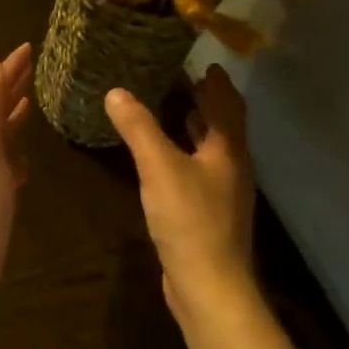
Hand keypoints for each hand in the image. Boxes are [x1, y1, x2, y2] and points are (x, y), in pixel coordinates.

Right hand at [105, 65, 257, 325]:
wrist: (209, 286)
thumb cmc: (190, 220)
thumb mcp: (160, 167)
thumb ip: (139, 128)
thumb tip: (116, 92)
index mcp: (229, 150)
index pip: (228, 105)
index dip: (218, 83)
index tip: (206, 63)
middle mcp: (233, 168)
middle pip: (224, 127)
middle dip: (208, 103)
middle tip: (184, 81)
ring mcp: (224, 195)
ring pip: (213, 151)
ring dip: (198, 129)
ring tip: (176, 110)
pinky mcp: (211, 216)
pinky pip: (201, 173)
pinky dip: (187, 156)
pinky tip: (167, 161)